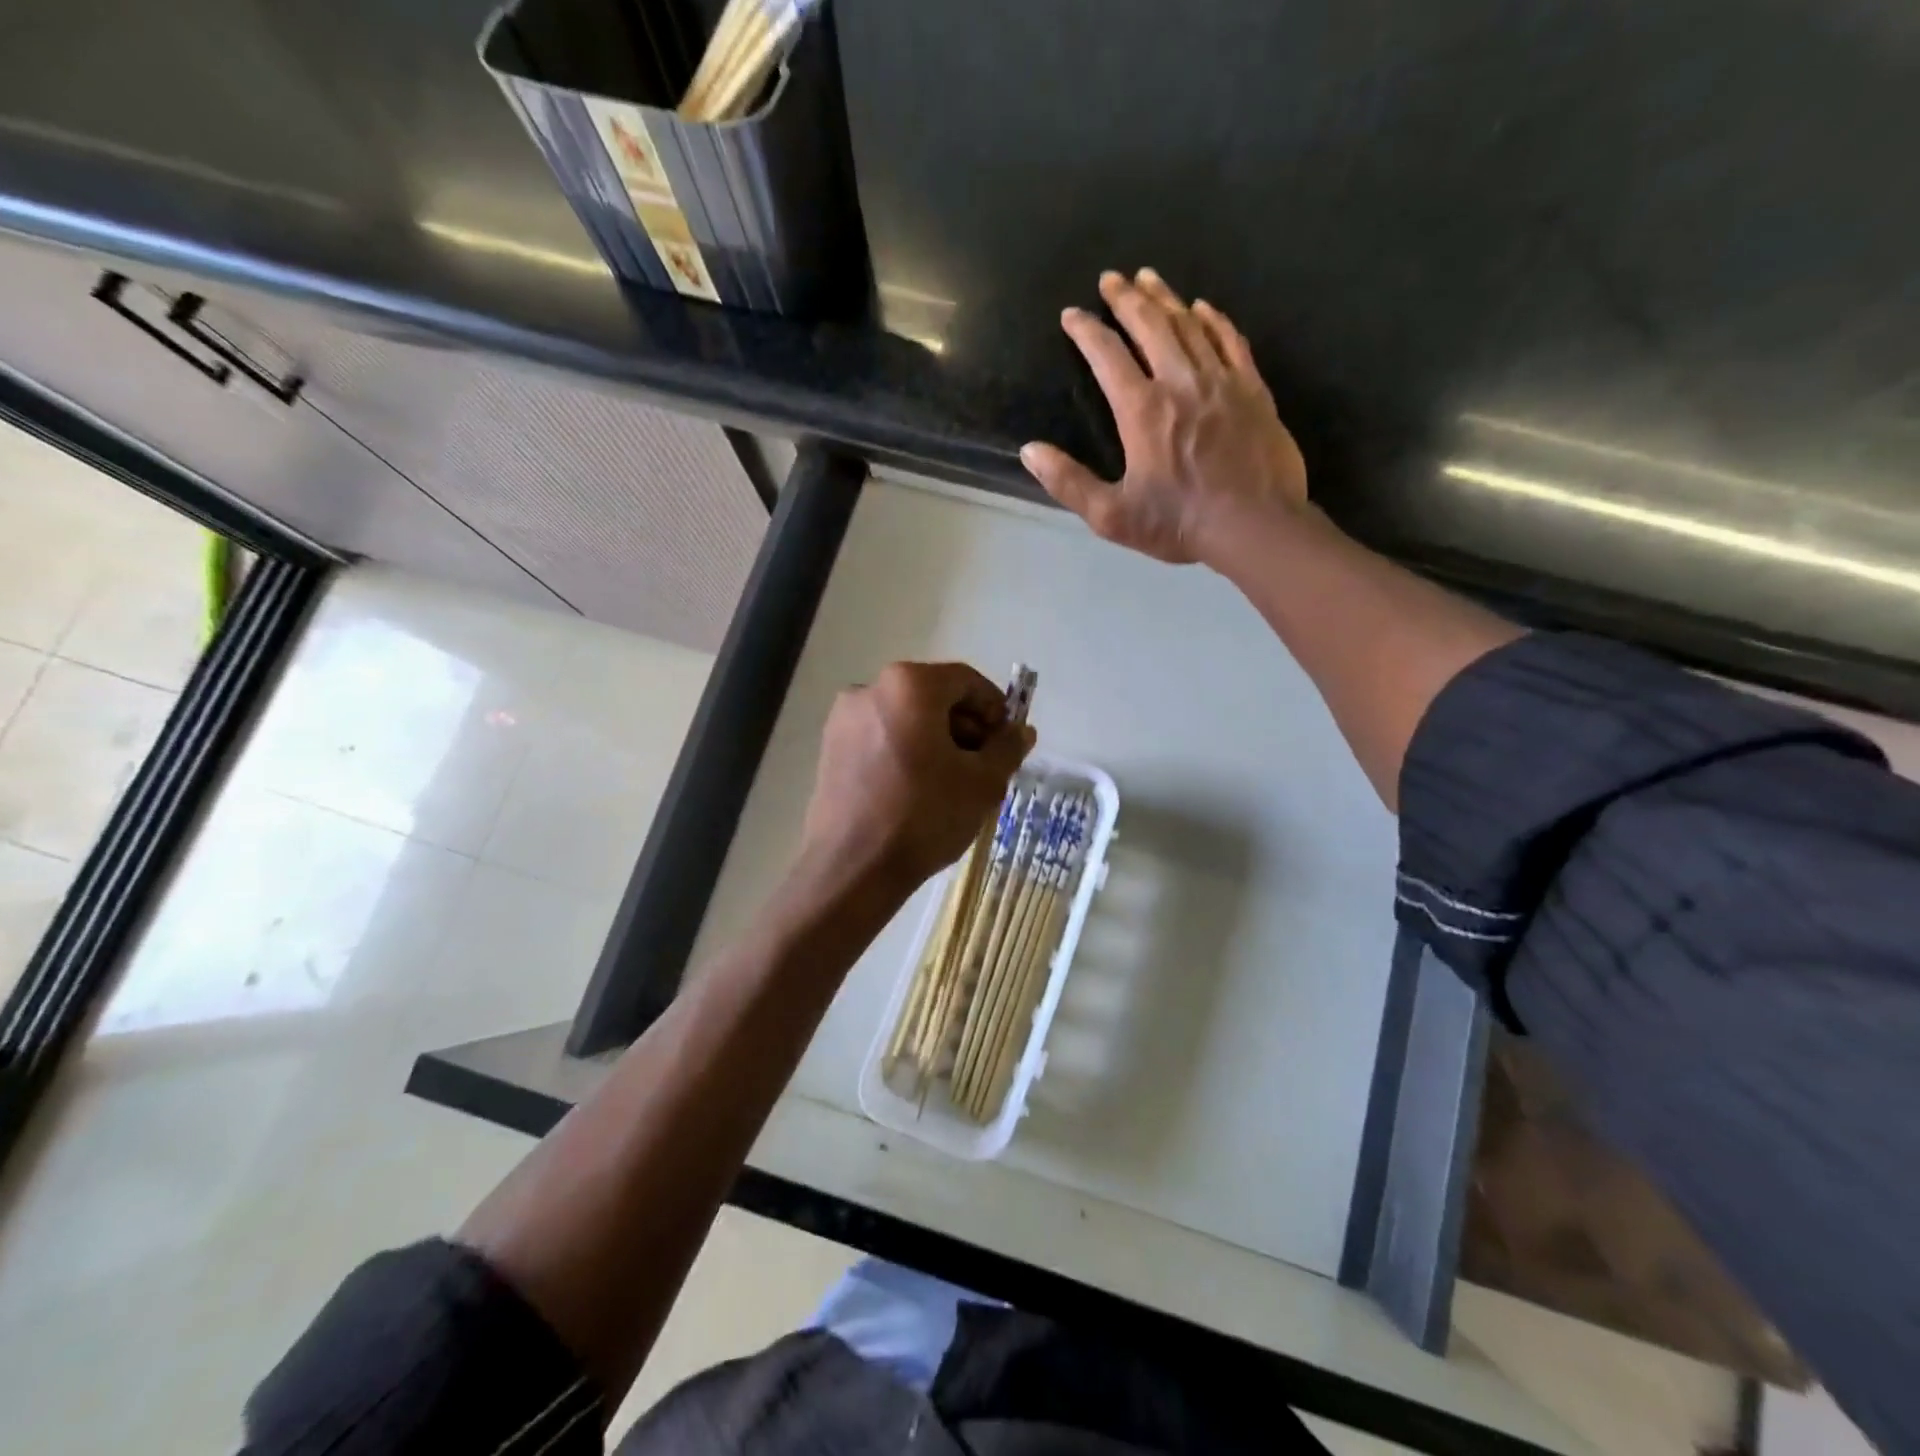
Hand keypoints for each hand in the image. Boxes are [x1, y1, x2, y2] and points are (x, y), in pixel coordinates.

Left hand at [801, 662, 1034, 895]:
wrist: (853, 868)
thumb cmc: (924, 816)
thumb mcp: (982, 783)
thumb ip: (1007, 748)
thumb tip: (1021, 731)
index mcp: (909, 685)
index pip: (966, 681)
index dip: (995, 708)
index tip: (1007, 742)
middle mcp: (870, 688)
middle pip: (933, 696)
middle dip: (965, 727)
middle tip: (985, 767)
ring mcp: (844, 719)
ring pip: (906, 718)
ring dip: (936, 741)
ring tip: (953, 783)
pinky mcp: (830, 748)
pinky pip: (881, 737)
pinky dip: (906, 752)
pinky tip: (918, 790)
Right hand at [1020, 268, 1308, 565]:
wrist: (1255, 526)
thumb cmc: (1179, 523)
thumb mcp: (1111, 515)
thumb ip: (1069, 482)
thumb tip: (1030, 451)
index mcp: (1142, 410)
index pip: (1107, 355)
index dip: (1086, 331)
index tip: (1071, 314)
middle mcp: (1180, 382)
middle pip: (1150, 325)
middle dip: (1126, 298)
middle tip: (1110, 278)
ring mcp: (1221, 381)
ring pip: (1189, 325)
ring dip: (1165, 298)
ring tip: (1148, 278)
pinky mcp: (1253, 389)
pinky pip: (1230, 341)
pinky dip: (1213, 319)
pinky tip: (1203, 307)